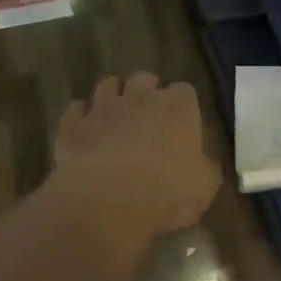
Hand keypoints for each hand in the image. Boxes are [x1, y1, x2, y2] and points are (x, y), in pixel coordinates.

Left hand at [49, 73, 219, 257]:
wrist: (108, 202)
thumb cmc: (167, 194)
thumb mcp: (204, 188)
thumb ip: (206, 168)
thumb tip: (204, 162)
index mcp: (179, 109)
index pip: (185, 91)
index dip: (183, 106)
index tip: (182, 123)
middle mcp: (141, 98)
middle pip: (145, 78)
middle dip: (147, 92)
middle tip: (148, 116)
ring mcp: (103, 107)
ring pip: (108, 85)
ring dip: (114, 97)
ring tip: (115, 116)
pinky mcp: (73, 123)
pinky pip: (77, 109)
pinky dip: (82, 116)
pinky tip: (86, 131)